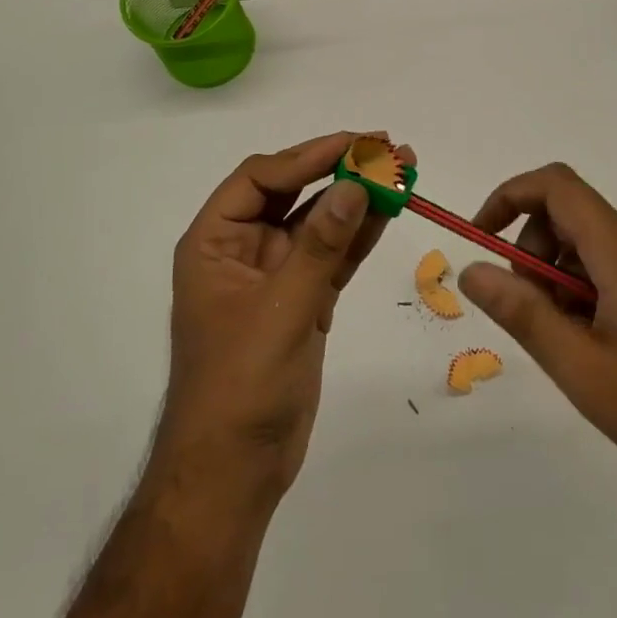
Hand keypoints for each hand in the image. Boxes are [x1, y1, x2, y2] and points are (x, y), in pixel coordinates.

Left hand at [153, 133, 406, 510]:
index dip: (306, 156)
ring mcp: (275, 275)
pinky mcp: (303, 300)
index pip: (259, 179)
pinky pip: (333, 256)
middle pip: (291, 192)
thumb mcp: (281, 310)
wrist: (234, 473)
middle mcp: (243, 249)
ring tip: (401, 170)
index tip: (355, 144)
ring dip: (356, 197)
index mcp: (215, 242)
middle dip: (337, 168)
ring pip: (318, 222)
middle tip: (386, 147)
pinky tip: (389, 211)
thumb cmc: (240, 387)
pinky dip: (359, 235)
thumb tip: (356, 185)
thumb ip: (320, 246)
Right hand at [458, 163, 616, 520]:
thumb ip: (522, 314)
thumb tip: (473, 270)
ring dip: (562, 282)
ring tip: (573, 350)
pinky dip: (593, 295)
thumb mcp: (583, 370)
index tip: (482, 240)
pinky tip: (607, 356)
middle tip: (532, 319)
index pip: (554, 185)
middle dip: (533, 255)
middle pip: (570, 217)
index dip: (508, 196)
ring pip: (595, 248)